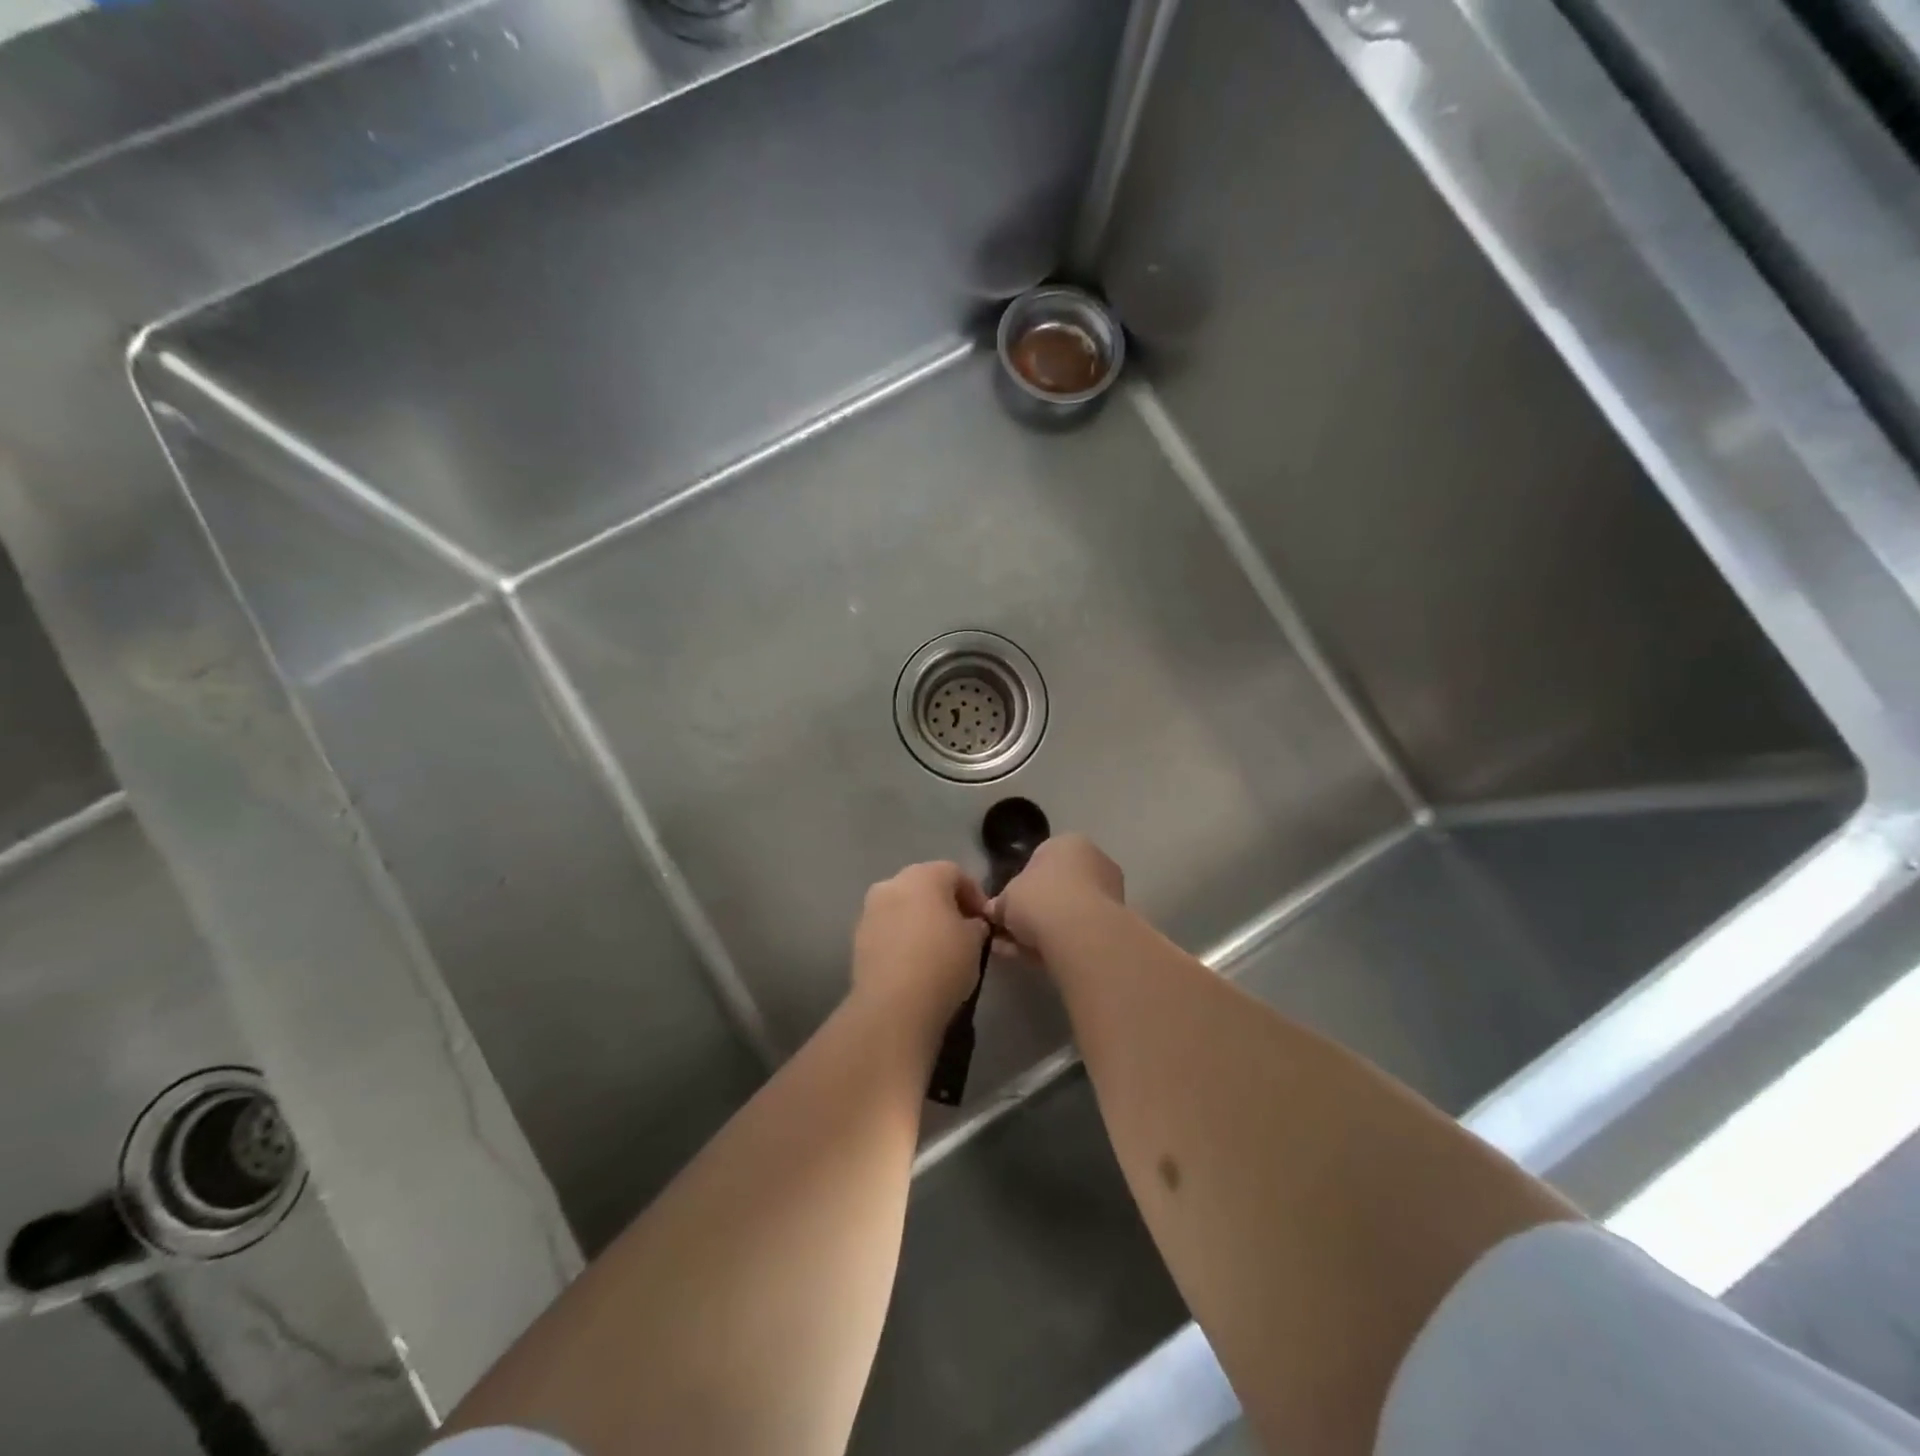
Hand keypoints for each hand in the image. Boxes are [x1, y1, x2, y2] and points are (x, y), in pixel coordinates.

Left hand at [851, 862, 991, 1036]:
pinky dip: (902, 936)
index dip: (974, 894)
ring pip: (902, 906)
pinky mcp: (857, 937)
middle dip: (945, 904)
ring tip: (937, 947)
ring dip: (920, 919)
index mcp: (923, 875)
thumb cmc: (942, 963)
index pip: (955, 873)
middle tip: (962, 929)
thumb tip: (971, 924)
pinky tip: (914, 960)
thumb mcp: (974, 941)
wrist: (893, 1006)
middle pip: (925, 885)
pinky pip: (887, 928)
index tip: (984, 920)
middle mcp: (892, 883)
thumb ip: (975, 924)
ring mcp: (870, 910)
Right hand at [991, 835, 1124, 958]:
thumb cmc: (1039, 899)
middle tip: (1011, 932)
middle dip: (1034, 910)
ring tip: (1018, 951)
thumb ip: (1001, 904)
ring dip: (1044, 930)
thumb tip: (995, 912)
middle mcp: (1094, 861)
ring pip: (1067, 912)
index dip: (1021, 885)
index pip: (1040, 859)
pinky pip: (1079, 931)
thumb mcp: (1006, 898)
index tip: (1009, 907)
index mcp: (1068, 843)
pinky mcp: (1115, 924)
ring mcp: (1109, 892)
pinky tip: (1036, 959)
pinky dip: (1058, 942)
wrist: (1080, 933)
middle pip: (1056, 887)